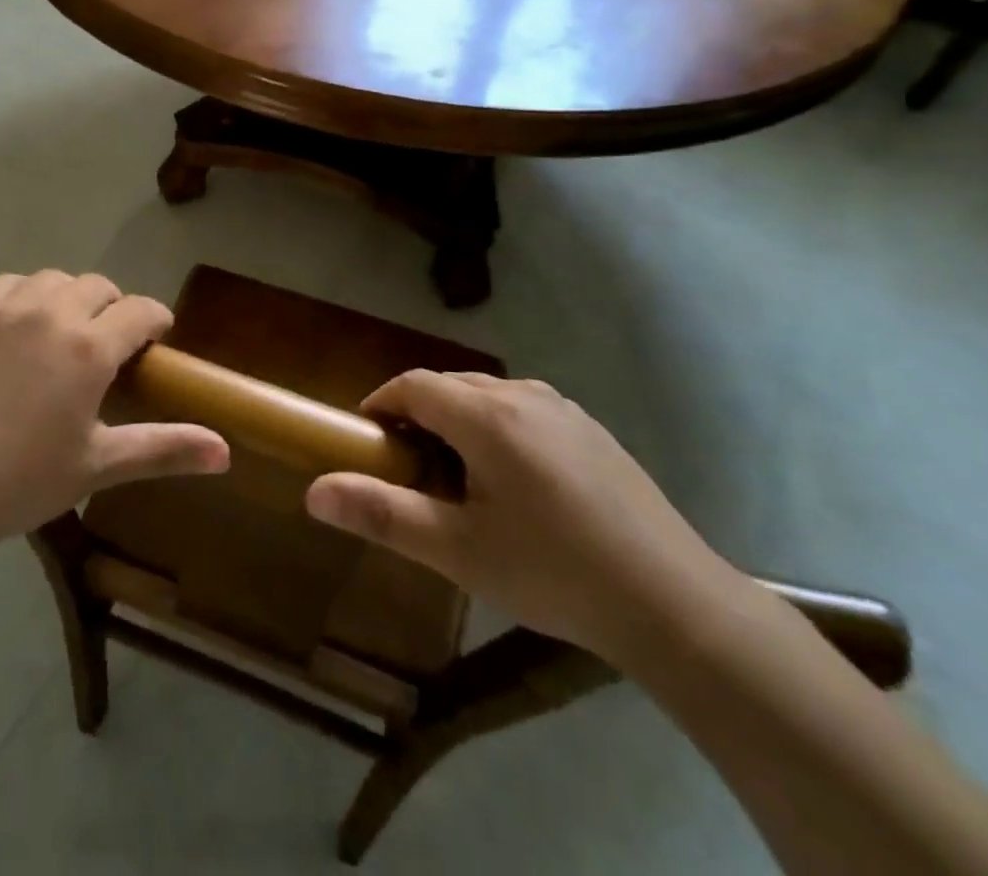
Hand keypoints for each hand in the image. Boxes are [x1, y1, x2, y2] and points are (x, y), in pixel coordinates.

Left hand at [0, 271, 229, 552]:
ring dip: (68, 299)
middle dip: (113, 308)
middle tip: (105, 346)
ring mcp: (5, 308)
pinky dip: (22, 296)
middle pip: (99, 286)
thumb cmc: (21, 481)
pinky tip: (16, 326)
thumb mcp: (98, 465)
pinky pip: (7, 284)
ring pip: (53, 280)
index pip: (141, 311)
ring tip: (60, 333)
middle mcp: (52, 313)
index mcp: (91, 348)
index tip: (155, 340)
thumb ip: (165, 448)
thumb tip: (226, 452)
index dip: (156, 321)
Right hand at [305, 372, 738, 664]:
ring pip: (488, 396)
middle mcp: (523, 396)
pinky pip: (524, 410)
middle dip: (417, 414)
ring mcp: (564, 410)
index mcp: (487, 416)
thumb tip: (314, 491)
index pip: (413, 385)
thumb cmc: (553, 572)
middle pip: (450, 386)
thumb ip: (383, 514)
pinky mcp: (592, 431)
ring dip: (457, 420)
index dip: (380, 404)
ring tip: (456, 477)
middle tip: (406, 467)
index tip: (367, 440)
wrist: (673, 602)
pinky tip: (514, 484)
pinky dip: (496, 428)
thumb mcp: (459, 551)